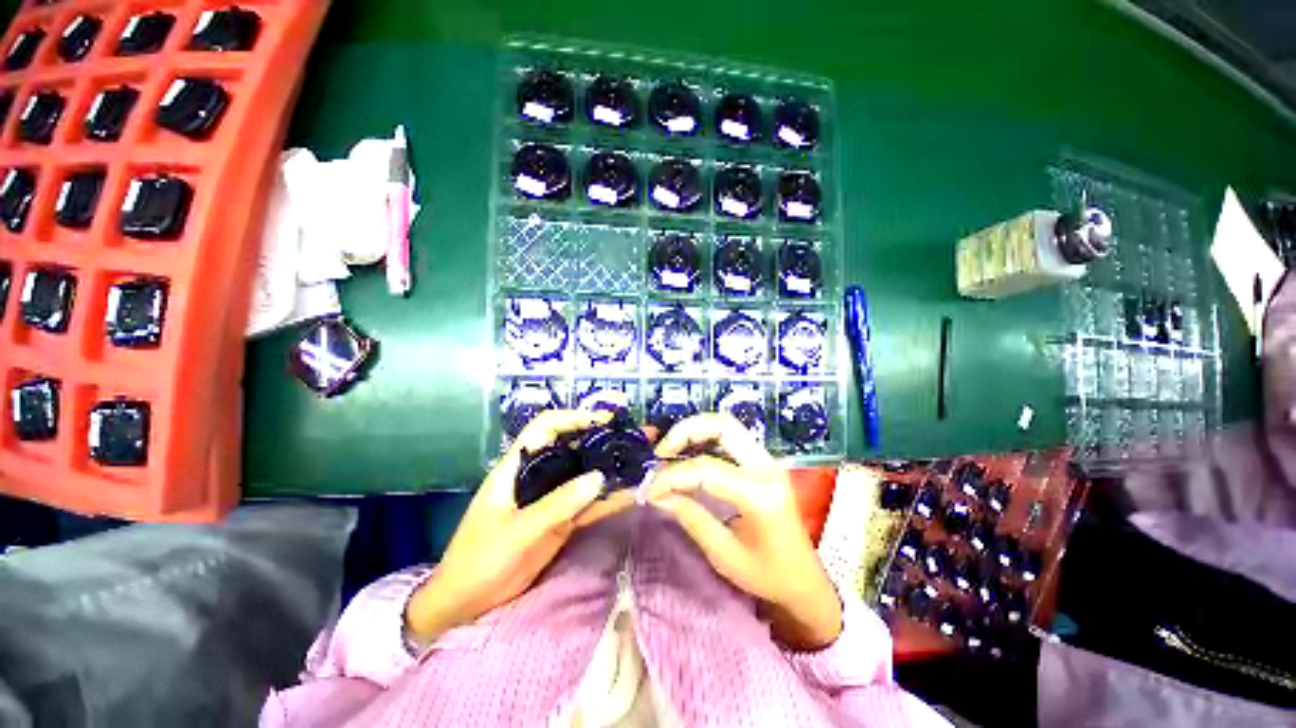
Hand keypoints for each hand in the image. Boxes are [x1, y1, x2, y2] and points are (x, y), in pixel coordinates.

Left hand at [405, 409, 635, 643]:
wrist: (465, 605)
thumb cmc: (479, 562)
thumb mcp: (516, 532)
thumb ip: (557, 505)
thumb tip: (599, 478)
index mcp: (516, 468)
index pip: (545, 428)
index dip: (573, 418)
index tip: (603, 420)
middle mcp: (536, 476)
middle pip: (571, 447)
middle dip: (601, 439)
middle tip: (633, 438)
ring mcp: (550, 498)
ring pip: (583, 474)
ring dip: (609, 467)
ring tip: (640, 460)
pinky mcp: (560, 520)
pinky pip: (588, 504)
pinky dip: (608, 498)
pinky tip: (630, 492)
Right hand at [646, 413, 842, 650]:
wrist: (806, 580)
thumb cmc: (768, 576)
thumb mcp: (724, 554)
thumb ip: (690, 518)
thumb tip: (657, 494)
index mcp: (759, 493)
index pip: (706, 469)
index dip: (672, 475)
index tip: (650, 489)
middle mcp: (766, 466)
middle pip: (722, 425)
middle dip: (685, 432)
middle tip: (661, 454)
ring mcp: (767, 460)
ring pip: (726, 425)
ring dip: (694, 431)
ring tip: (670, 452)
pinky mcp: (763, 462)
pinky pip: (730, 437)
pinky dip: (705, 438)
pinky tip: (689, 455)